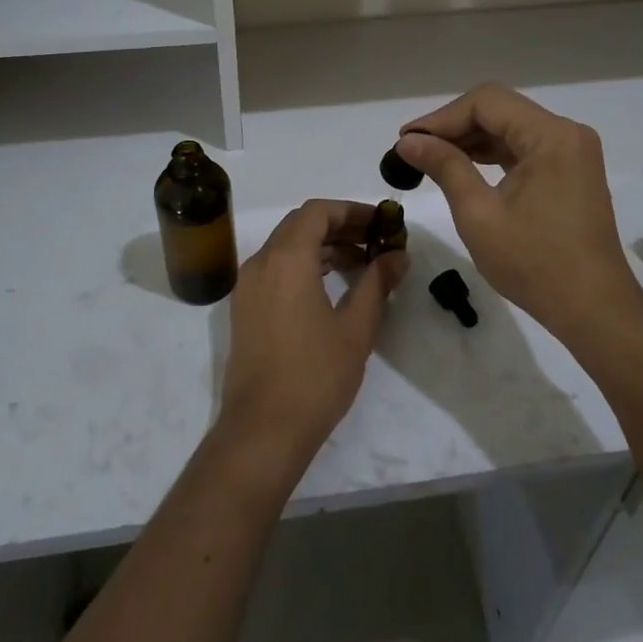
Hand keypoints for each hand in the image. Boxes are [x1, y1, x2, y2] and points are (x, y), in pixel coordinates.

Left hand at [218, 200, 407, 468]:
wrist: (262, 430)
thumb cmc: (315, 376)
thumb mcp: (356, 327)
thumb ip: (377, 283)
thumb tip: (397, 255)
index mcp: (287, 259)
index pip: (318, 211)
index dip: (352, 210)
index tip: (382, 223)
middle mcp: (261, 262)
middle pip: (300, 224)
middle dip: (340, 226)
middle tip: (376, 241)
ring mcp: (248, 285)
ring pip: (287, 246)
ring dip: (322, 245)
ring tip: (361, 263)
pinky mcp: (245, 308)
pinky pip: (276, 268)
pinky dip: (304, 264)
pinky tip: (332, 285)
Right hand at [395, 84, 642, 347]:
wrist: (594, 311)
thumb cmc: (535, 264)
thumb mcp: (479, 214)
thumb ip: (444, 167)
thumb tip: (408, 142)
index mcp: (551, 136)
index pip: (486, 103)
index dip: (441, 118)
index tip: (406, 141)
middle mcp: (567, 133)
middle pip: (500, 110)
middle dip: (453, 127)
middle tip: (412, 151)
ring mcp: (572, 152)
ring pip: (510, 128)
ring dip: (470, 140)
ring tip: (429, 159)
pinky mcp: (570, 172)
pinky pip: (524, 149)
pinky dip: (492, 155)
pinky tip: (462, 168)